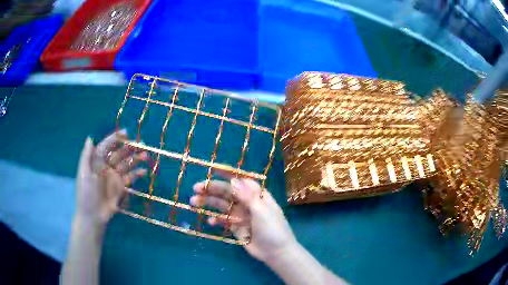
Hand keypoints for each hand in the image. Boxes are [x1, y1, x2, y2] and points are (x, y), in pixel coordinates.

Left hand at [76, 131, 146, 224]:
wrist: (93, 215)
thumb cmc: (86, 194)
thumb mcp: (84, 174)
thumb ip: (86, 156)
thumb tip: (90, 138)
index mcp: (96, 162)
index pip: (106, 146)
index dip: (115, 139)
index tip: (126, 133)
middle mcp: (106, 167)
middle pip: (119, 154)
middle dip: (129, 148)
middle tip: (141, 143)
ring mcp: (114, 177)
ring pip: (126, 164)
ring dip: (135, 159)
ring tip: (145, 155)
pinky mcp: (120, 187)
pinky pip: (130, 178)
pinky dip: (137, 174)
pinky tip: (144, 171)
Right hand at [190, 178, 296, 262]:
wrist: (276, 252)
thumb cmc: (272, 229)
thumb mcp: (261, 210)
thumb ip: (247, 196)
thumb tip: (233, 180)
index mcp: (257, 195)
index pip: (240, 180)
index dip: (226, 174)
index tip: (211, 170)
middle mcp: (247, 203)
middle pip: (227, 192)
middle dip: (212, 189)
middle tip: (196, 188)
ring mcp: (241, 215)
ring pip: (222, 205)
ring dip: (209, 202)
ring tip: (193, 202)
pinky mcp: (236, 227)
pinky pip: (223, 220)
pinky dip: (216, 220)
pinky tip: (210, 222)